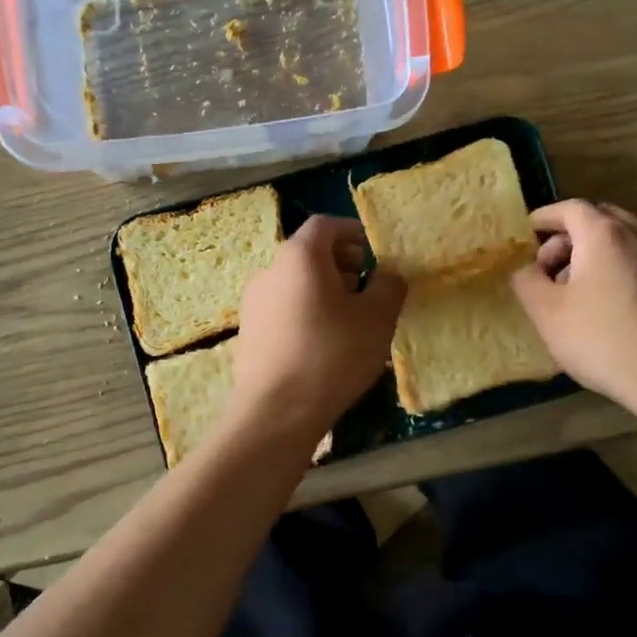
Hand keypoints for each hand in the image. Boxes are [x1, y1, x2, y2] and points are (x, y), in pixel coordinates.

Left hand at [230, 216, 406, 440]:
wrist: (276, 412)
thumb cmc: (332, 355)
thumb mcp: (377, 319)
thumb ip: (388, 285)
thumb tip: (388, 273)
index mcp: (299, 256)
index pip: (325, 225)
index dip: (353, 232)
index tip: (375, 251)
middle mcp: (269, 270)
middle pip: (307, 253)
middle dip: (341, 263)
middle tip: (367, 287)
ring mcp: (253, 303)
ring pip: (294, 283)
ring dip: (323, 290)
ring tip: (350, 319)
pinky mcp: (248, 333)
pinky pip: (283, 309)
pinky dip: (305, 312)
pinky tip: (324, 343)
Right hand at [509, 200, 636, 413]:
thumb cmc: (603, 341)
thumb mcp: (547, 313)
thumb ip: (527, 281)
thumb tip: (526, 269)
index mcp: (604, 234)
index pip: (569, 208)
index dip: (544, 218)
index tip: (527, 234)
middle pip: (599, 219)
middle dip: (569, 236)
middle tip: (549, 267)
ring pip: (623, 239)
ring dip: (595, 253)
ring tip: (577, 290)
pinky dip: (619, 267)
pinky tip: (609, 304)